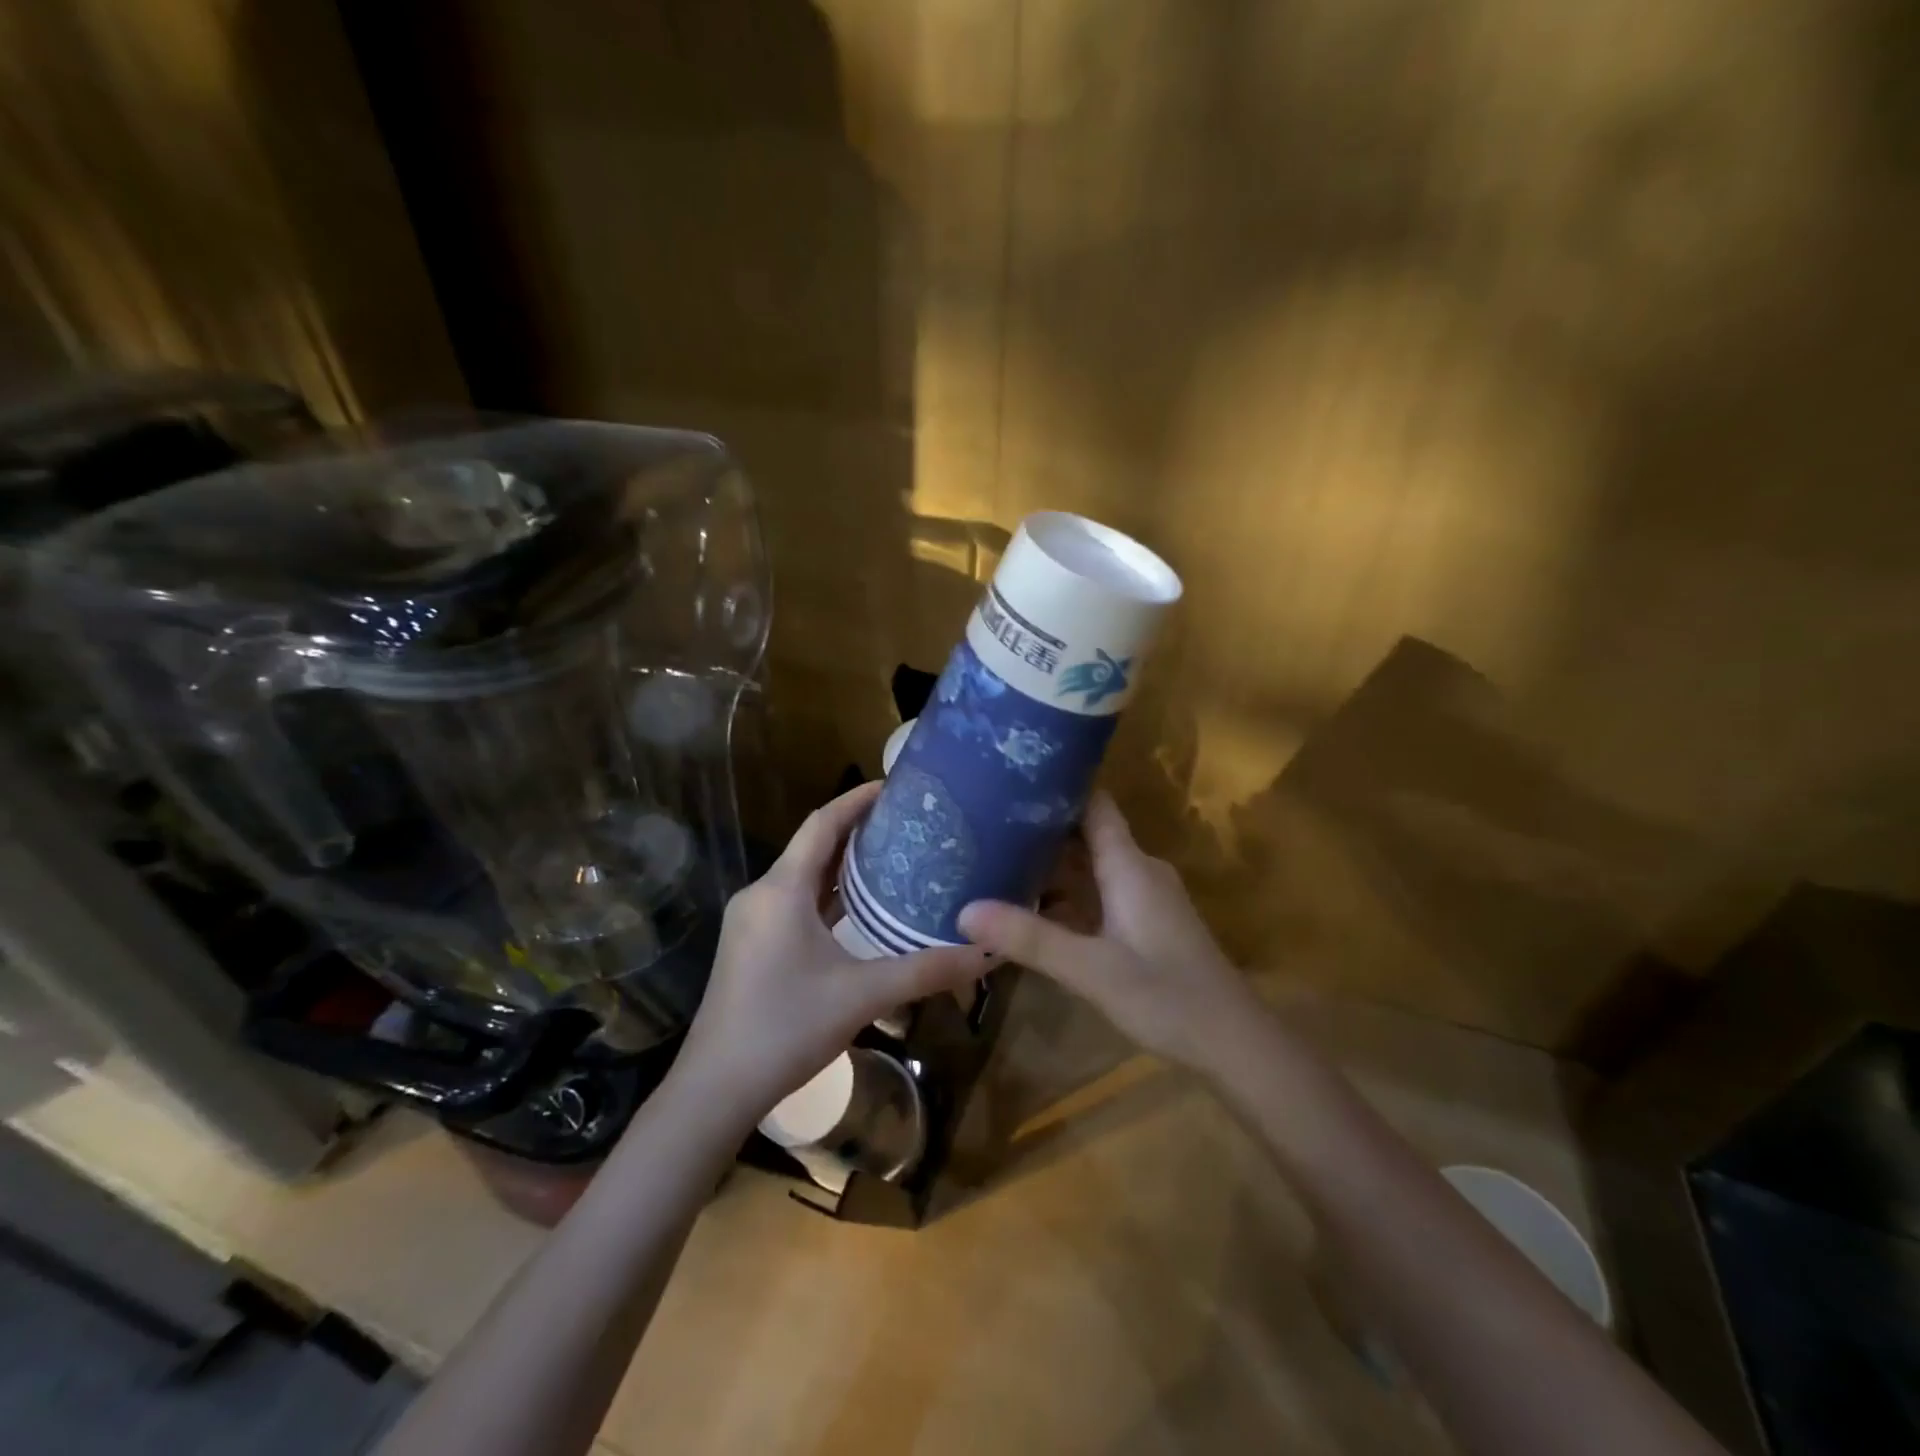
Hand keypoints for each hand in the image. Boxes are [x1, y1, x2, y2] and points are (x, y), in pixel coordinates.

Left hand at [676, 782, 988, 1126]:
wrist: (715, 1088)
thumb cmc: (786, 1028)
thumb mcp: (863, 995)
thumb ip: (926, 970)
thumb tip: (986, 952)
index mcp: (782, 889)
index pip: (822, 823)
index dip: (857, 799)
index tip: (896, 785)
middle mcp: (762, 894)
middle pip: (813, 845)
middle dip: (857, 830)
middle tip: (907, 823)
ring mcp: (751, 921)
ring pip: (802, 876)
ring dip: (842, 864)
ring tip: (892, 857)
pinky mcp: (750, 945)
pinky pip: (794, 901)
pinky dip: (826, 894)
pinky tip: (858, 908)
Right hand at [958, 792, 1259, 1070]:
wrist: (1233, 1043)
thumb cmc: (1167, 996)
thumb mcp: (1090, 969)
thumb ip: (1030, 939)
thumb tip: (964, 911)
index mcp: (1129, 866)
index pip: (1093, 804)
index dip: (1057, 787)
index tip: (1009, 779)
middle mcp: (1138, 870)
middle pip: (1086, 833)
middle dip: (1040, 829)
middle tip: (984, 824)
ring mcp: (1145, 897)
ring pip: (1091, 866)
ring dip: (1051, 864)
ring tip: (996, 859)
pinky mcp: (1146, 923)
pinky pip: (1099, 893)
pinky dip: (1067, 894)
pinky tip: (1032, 907)